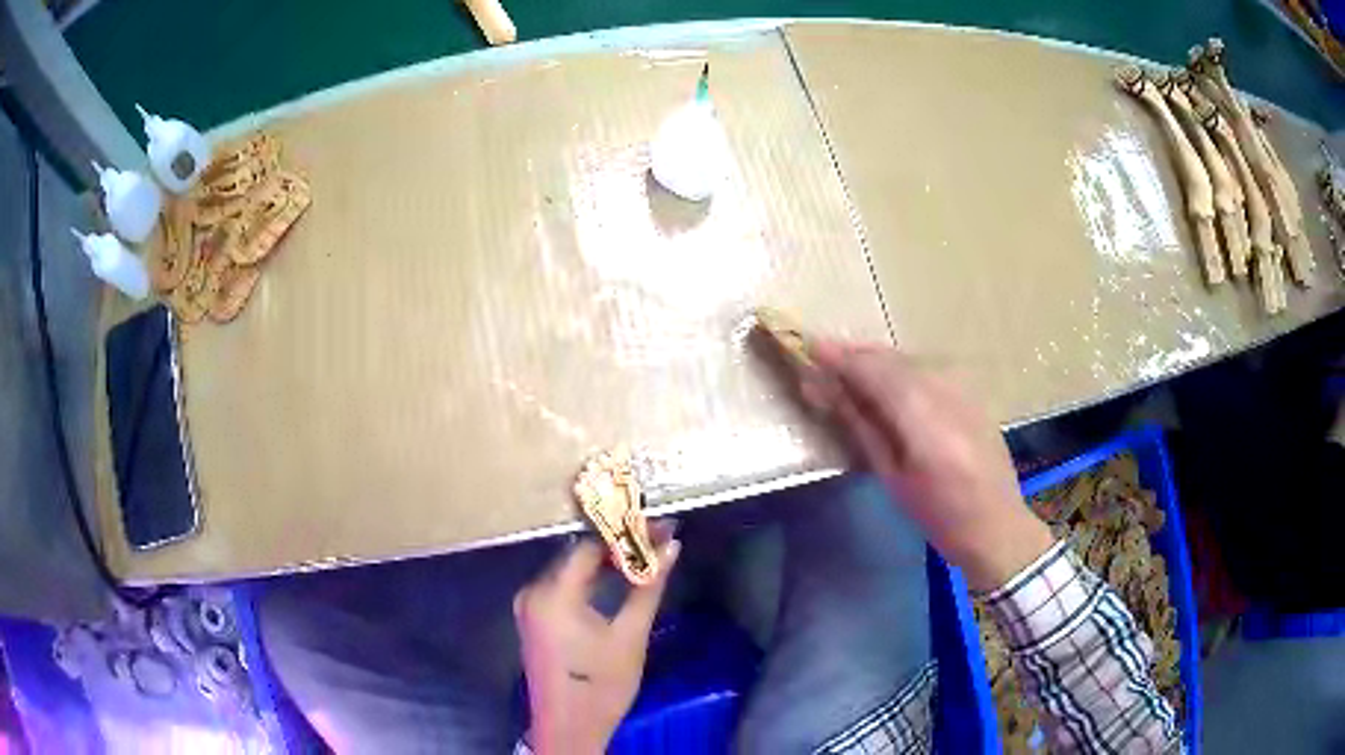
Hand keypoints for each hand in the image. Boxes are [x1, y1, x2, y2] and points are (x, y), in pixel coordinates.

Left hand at [515, 533, 680, 753]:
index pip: (590, 545)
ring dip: (604, 563)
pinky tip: (615, 579)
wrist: (569, 728)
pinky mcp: (532, 618)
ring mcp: (528, 606)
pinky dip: (589, 580)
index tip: (658, 528)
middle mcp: (533, 592)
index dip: (625, 534)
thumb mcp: (630, 636)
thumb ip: (647, 586)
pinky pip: (562, 586)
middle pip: (577, 555)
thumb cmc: (602, 685)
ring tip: (643, 555)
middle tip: (657, 540)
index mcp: (553, 594)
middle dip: (617, 546)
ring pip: (570, 570)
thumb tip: (671, 546)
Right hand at [799, 340, 1053, 591]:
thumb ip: (863, 426)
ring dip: (878, 360)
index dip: (841, 357)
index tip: (811, 349)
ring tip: (850, 370)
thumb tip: (830, 391)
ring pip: (911, 360)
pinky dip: (902, 369)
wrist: (996, 524)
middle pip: (892, 359)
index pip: (874, 371)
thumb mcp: (893, 477)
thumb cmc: (938, 514)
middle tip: (824, 360)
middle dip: (856, 354)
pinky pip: (929, 369)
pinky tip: (889, 382)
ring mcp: (963, 389)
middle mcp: (945, 392)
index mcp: (922, 419)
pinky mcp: (972, 393)